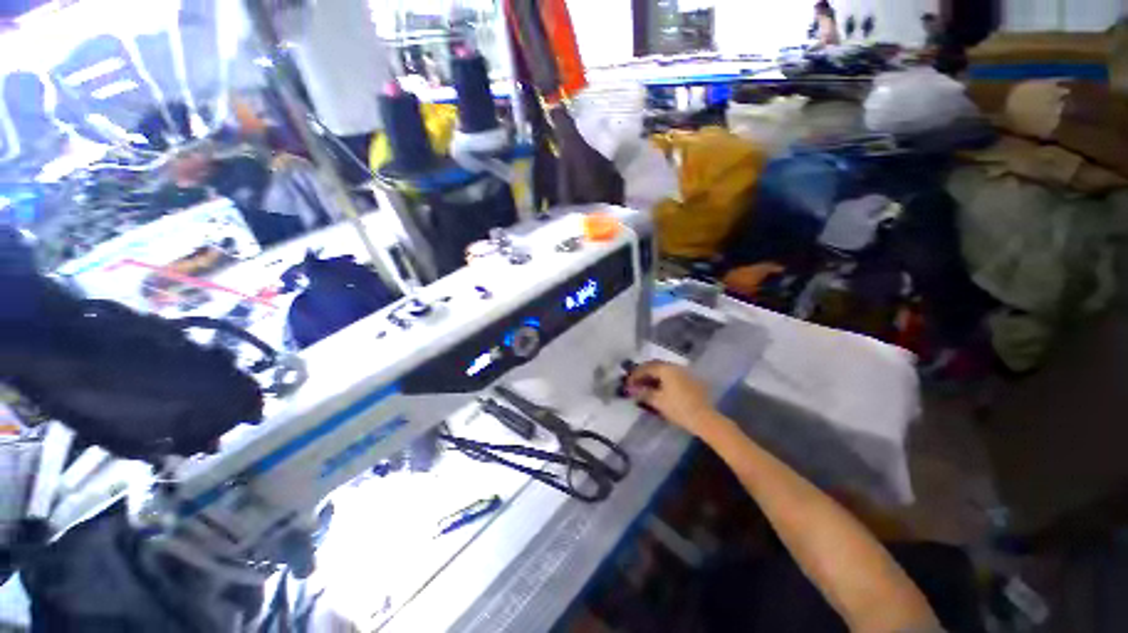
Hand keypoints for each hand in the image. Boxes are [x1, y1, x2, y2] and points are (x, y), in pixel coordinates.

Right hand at [626, 362, 715, 436]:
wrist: (705, 419)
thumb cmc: (679, 408)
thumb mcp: (658, 401)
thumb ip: (644, 393)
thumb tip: (633, 390)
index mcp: (666, 369)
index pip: (646, 368)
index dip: (635, 375)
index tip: (628, 384)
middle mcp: (676, 366)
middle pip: (656, 367)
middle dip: (644, 374)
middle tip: (636, 384)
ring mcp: (685, 373)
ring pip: (665, 371)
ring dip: (654, 377)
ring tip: (647, 387)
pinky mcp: (692, 381)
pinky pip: (673, 376)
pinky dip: (664, 381)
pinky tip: (660, 390)